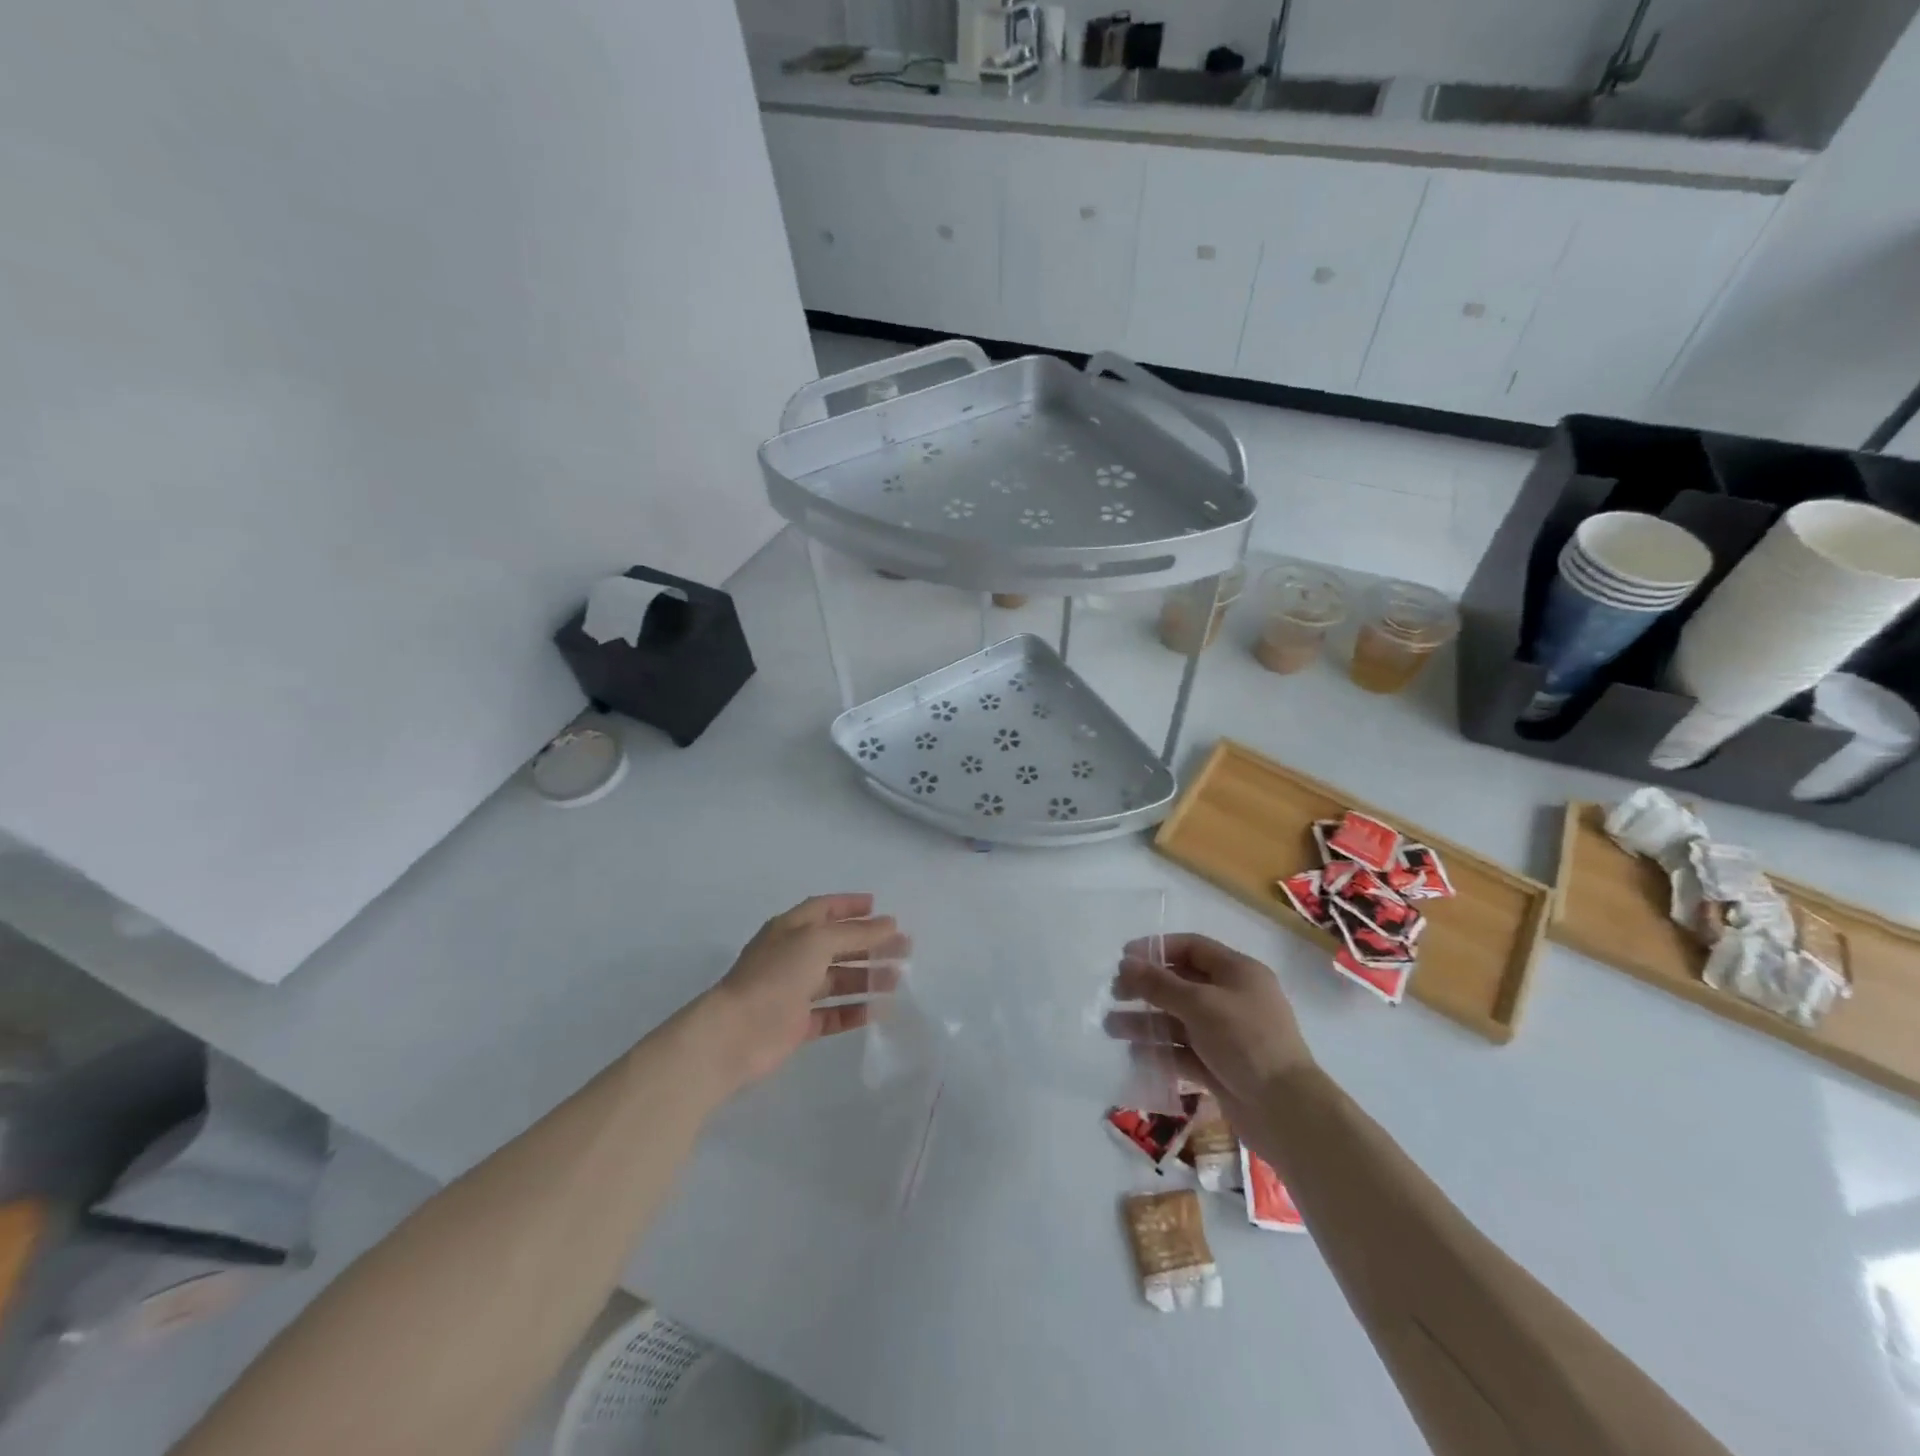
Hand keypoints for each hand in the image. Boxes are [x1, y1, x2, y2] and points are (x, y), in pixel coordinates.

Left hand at [695, 894, 906, 1091]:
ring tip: (898, 980)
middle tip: (904, 948)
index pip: (824, 908)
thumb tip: (889, 924)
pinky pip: (832, 1014)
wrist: (736, 1033)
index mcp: (791, 928)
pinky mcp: (797, 1024)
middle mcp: (792, 956)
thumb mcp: (818, 941)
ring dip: (867, 977)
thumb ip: (856, 933)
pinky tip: (880, 1011)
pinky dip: (855, 1011)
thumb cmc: (776, 975)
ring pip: (838, 980)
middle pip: (837, 945)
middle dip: (870, 944)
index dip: (851, 905)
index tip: (880, 908)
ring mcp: (794, 991)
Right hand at [1107, 933, 1312, 1119]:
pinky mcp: (1220, 1066)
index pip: (1192, 947)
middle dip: (1146, 988)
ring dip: (1146, 1021)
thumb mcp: (1200, 1004)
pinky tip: (1135, 1055)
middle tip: (1115, 994)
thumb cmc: (1246, 1042)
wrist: (1286, 1111)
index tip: (1124, 958)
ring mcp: (1227, 1034)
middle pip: (1182, 983)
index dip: (1157, 949)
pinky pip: (1183, 1051)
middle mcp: (1233, 998)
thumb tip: (1126, 963)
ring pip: (1178, 1019)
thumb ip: (1159, 983)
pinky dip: (1160, 1051)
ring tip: (1112, 1028)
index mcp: (1238, 972)